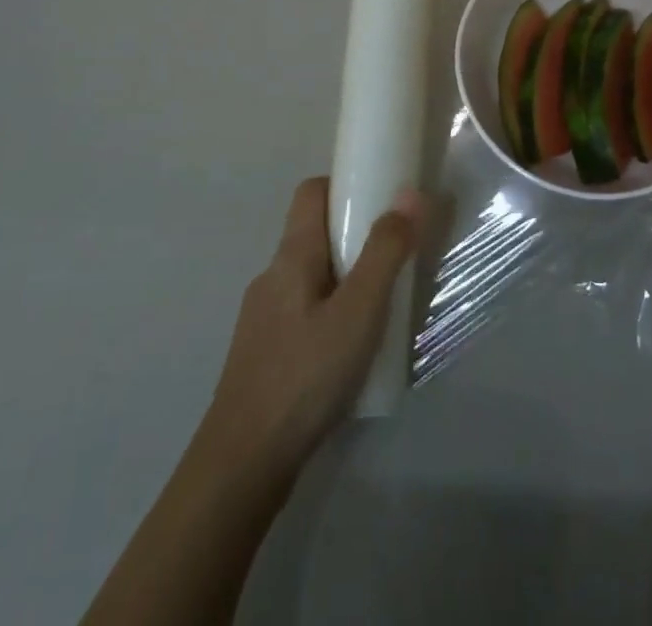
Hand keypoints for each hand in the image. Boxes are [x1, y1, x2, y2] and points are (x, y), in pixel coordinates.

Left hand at [203, 177, 423, 475]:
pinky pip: (305, 311)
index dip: (345, 185)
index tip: (382, 200)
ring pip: (311, 276)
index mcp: (291, 255)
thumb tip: (409, 193)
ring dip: (346, 278)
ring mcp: (263, 317)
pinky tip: (352, 350)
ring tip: (382, 306)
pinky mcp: (265, 353)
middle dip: (356, 236)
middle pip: (314, 233)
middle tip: (396, 256)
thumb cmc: (305, 376)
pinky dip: (332, 312)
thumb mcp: (359, 311)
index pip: (311, 192)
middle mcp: (272, 276)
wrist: (242, 467)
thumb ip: (385, 252)